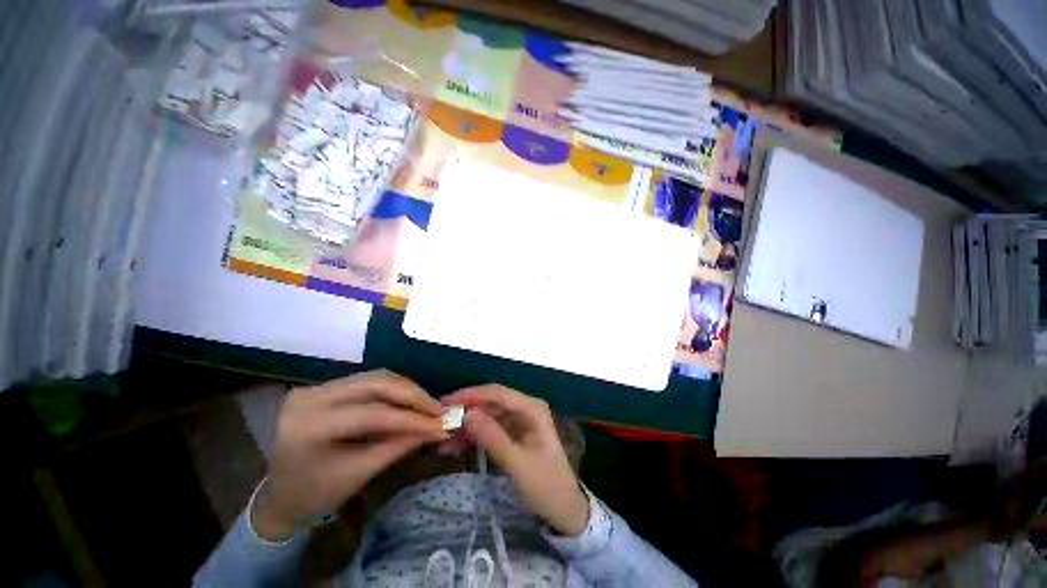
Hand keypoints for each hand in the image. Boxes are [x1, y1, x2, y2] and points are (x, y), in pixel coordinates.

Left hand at [253, 370, 445, 540]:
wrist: (280, 494)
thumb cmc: (314, 494)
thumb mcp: (358, 474)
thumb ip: (398, 447)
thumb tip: (435, 428)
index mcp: (309, 426)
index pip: (372, 413)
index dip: (411, 418)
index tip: (440, 423)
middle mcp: (310, 396)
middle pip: (377, 383)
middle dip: (413, 396)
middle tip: (437, 409)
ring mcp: (317, 387)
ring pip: (377, 377)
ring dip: (407, 390)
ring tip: (427, 406)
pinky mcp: (326, 386)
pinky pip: (370, 381)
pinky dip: (395, 390)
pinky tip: (409, 401)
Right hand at [441, 385, 589, 536]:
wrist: (563, 509)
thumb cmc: (545, 485)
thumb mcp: (517, 463)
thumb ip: (492, 437)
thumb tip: (466, 414)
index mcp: (531, 408)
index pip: (497, 393)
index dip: (471, 395)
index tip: (445, 403)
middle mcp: (525, 408)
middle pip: (491, 403)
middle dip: (466, 411)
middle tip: (438, 421)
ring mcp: (518, 421)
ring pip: (487, 416)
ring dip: (467, 426)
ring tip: (442, 439)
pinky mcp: (513, 434)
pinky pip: (489, 429)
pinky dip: (473, 436)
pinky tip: (455, 446)